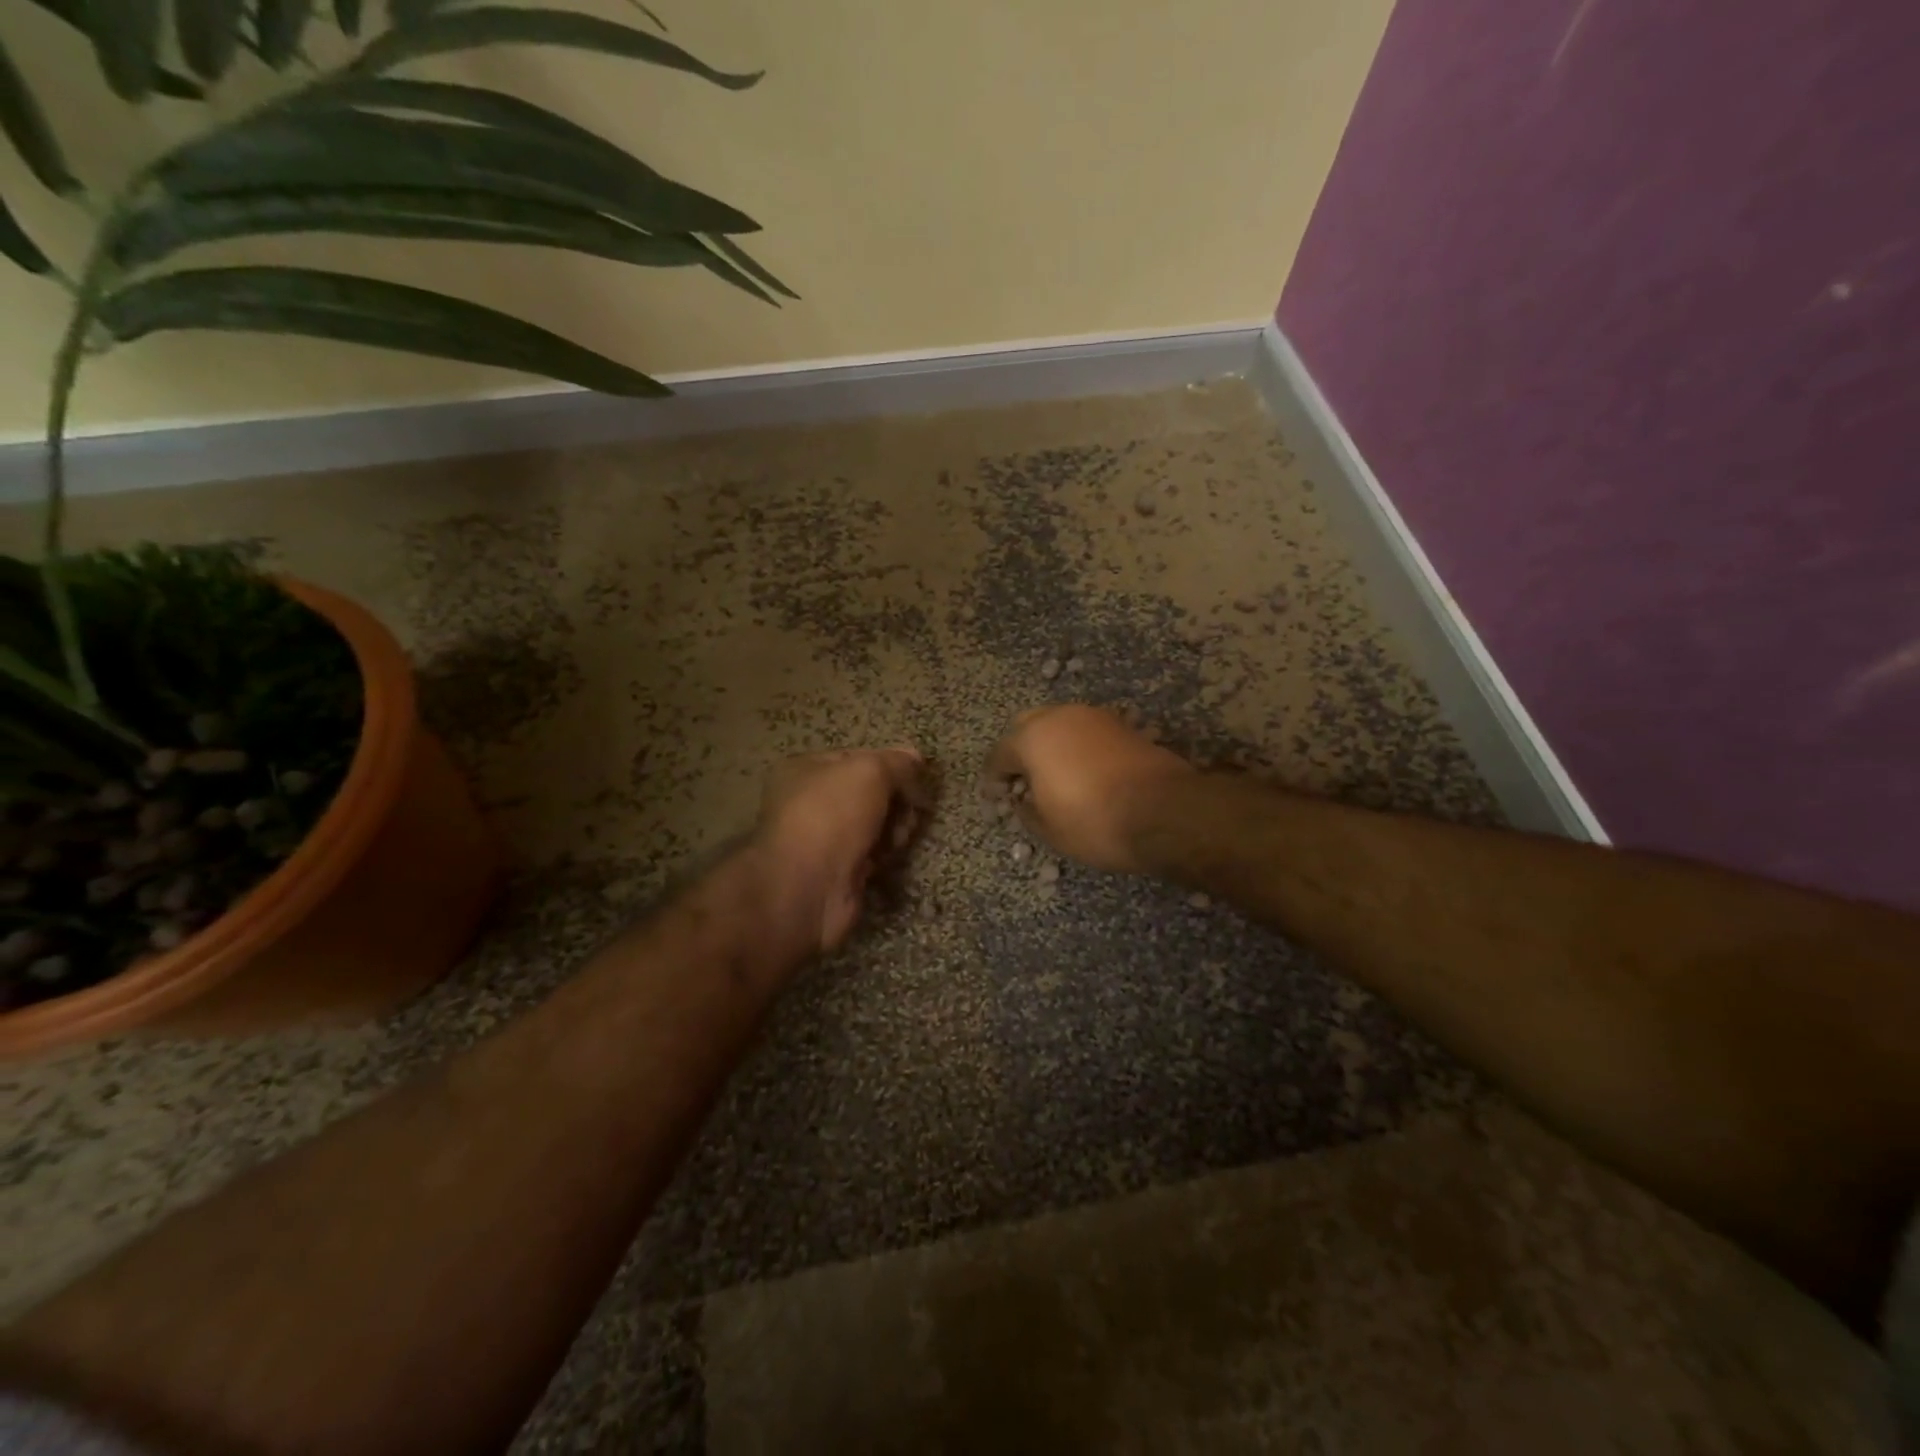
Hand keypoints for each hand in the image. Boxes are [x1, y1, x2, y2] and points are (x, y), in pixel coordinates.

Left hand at [753, 746, 932, 954]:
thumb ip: (897, 762)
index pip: (859, 758)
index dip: (891, 765)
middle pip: (870, 792)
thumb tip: (915, 757)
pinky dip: (884, 853)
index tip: (917, 777)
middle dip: (896, 799)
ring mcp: (823, 838)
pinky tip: (888, 857)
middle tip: (910, 809)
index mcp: (805, 770)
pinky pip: (871, 852)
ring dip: (894, 827)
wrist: (808, 889)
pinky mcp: (838, 870)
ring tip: (897, 837)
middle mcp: (810, 801)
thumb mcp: (870, 772)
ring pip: (874, 823)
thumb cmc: (832, 817)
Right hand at [986, 705, 1194, 873]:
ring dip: (1053, 746)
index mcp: (1032, 738)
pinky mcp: (1124, 726)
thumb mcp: (1049, 830)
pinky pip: (1088, 733)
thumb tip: (1024, 800)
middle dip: (1021, 751)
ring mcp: (1096, 717)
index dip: (994, 778)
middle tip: (1024, 781)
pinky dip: (1080, 748)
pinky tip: (1086, 773)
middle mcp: (1061, 717)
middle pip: (1028, 727)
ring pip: (1062, 725)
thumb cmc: (1094, 822)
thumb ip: (1027, 811)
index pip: (999, 754)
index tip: (996, 796)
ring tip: (1056, 776)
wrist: (1166, 813)